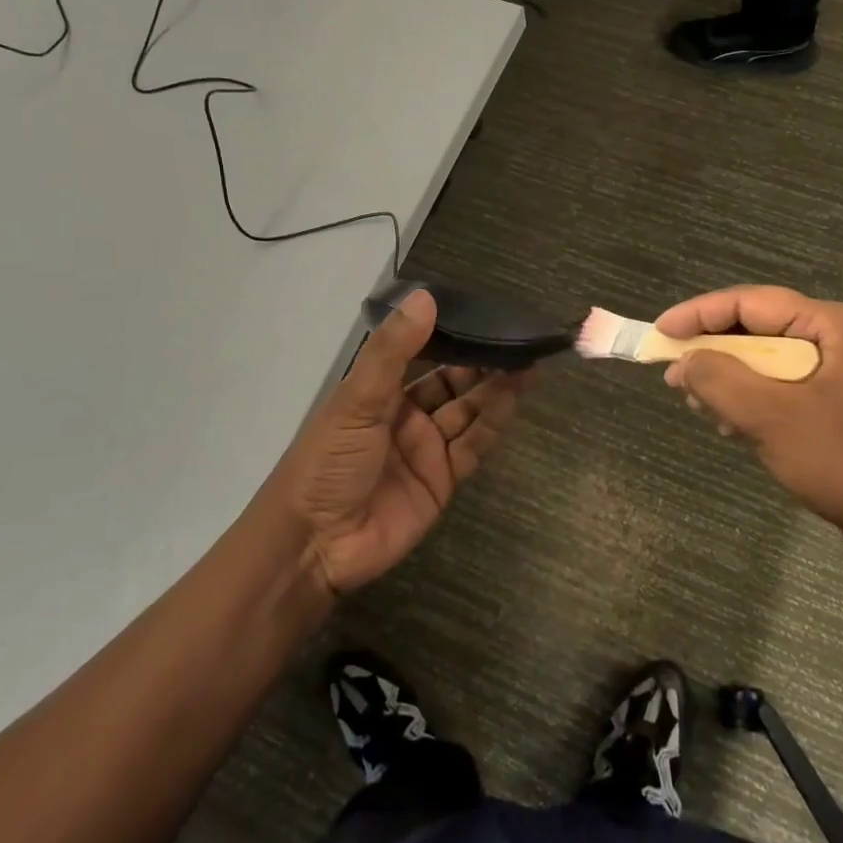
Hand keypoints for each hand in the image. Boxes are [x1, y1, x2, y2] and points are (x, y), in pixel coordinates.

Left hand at [271, 289, 530, 593]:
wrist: (315, 546)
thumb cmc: (327, 462)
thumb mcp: (356, 400)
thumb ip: (392, 351)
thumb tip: (426, 296)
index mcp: (379, 390)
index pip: (421, 352)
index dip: (450, 333)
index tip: (482, 310)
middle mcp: (405, 414)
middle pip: (452, 381)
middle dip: (481, 360)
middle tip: (517, 337)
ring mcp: (426, 448)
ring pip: (468, 410)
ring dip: (495, 387)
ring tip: (527, 361)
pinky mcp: (443, 479)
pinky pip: (474, 445)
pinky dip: (494, 421)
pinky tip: (514, 396)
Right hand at [656, 286, 842, 561]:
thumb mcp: (774, 417)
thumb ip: (721, 381)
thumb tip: (682, 361)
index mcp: (826, 326)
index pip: (747, 303)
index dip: (698, 314)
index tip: (660, 334)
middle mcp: (828, 340)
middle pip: (751, 330)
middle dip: (710, 353)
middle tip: (674, 378)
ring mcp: (830, 374)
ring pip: (759, 363)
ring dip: (726, 382)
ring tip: (700, 408)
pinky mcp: (828, 406)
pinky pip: (774, 391)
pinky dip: (747, 404)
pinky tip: (732, 430)